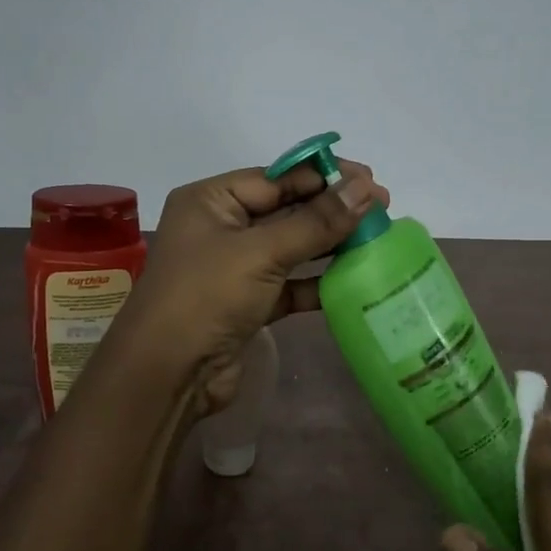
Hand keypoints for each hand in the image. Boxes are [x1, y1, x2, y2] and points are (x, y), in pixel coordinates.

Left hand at [110, 160, 387, 416]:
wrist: (169, 374)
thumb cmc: (207, 296)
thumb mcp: (262, 252)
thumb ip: (317, 221)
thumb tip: (366, 188)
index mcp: (210, 201)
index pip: (275, 177)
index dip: (323, 176)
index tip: (370, 180)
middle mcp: (220, 228)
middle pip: (285, 210)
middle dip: (331, 210)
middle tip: (382, 211)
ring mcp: (233, 269)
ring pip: (290, 248)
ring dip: (329, 245)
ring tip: (376, 240)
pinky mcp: (247, 304)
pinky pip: (289, 284)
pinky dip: (317, 282)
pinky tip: (353, 280)